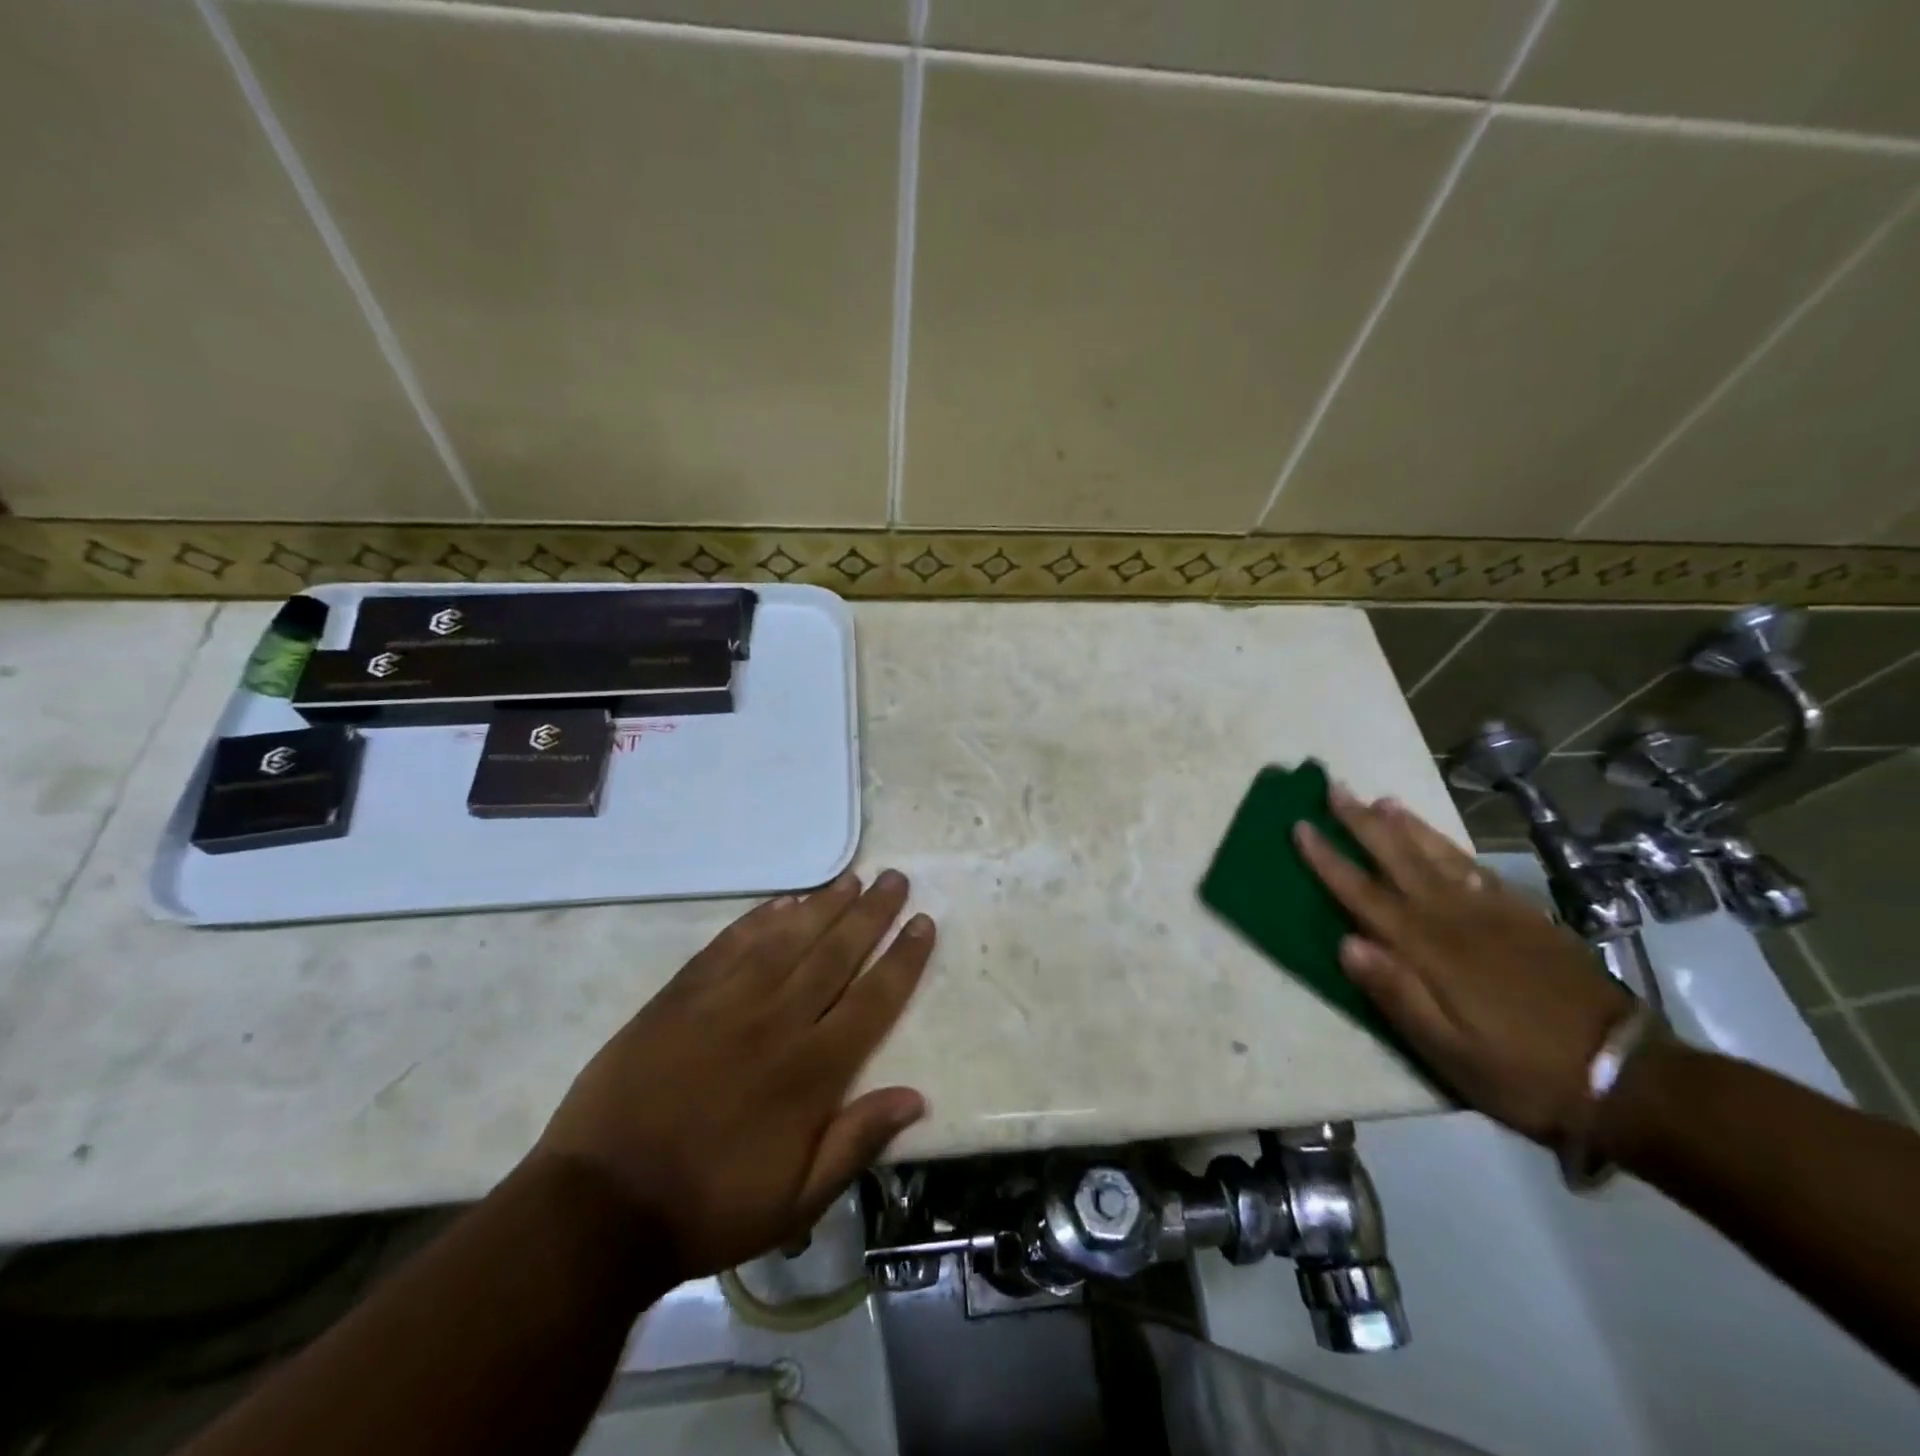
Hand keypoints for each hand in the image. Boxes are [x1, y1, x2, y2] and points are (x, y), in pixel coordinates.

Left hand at [532, 870, 933, 1277]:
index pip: (873, 999)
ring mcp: (726, 1002)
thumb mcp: (796, 1201)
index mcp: (811, 1071)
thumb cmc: (708, 1207)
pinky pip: (730, 944)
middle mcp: (777, 1021)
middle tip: (895, 878)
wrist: (600, 1205)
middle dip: (871, 914)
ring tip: (851, 878)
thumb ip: (857, 1142)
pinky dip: (760, 918)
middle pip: (836, 954)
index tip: (923, 923)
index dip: (903, 959)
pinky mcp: (682, 995)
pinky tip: (782, 901)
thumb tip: (917, 1097)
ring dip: (824, 905)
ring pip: (788, 939)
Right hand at [1294, 788, 1632, 1145]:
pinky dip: (1450, 848)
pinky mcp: (1526, 918)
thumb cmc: (1521, 1071)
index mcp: (1429, 949)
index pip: (1364, 895)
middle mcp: (1456, 918)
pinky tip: (1440, 841)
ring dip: (1405, 826)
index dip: (1329, 860)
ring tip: (1380, 800)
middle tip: (1334, 787)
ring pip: (1439, 856)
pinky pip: (1476, 870)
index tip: (1300, 826)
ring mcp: (1495, 914)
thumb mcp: (1449, 1051)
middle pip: (1399, 859)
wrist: (1628, 1077)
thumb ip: (1396, 994)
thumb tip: (1345, 942)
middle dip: (1361, 823)